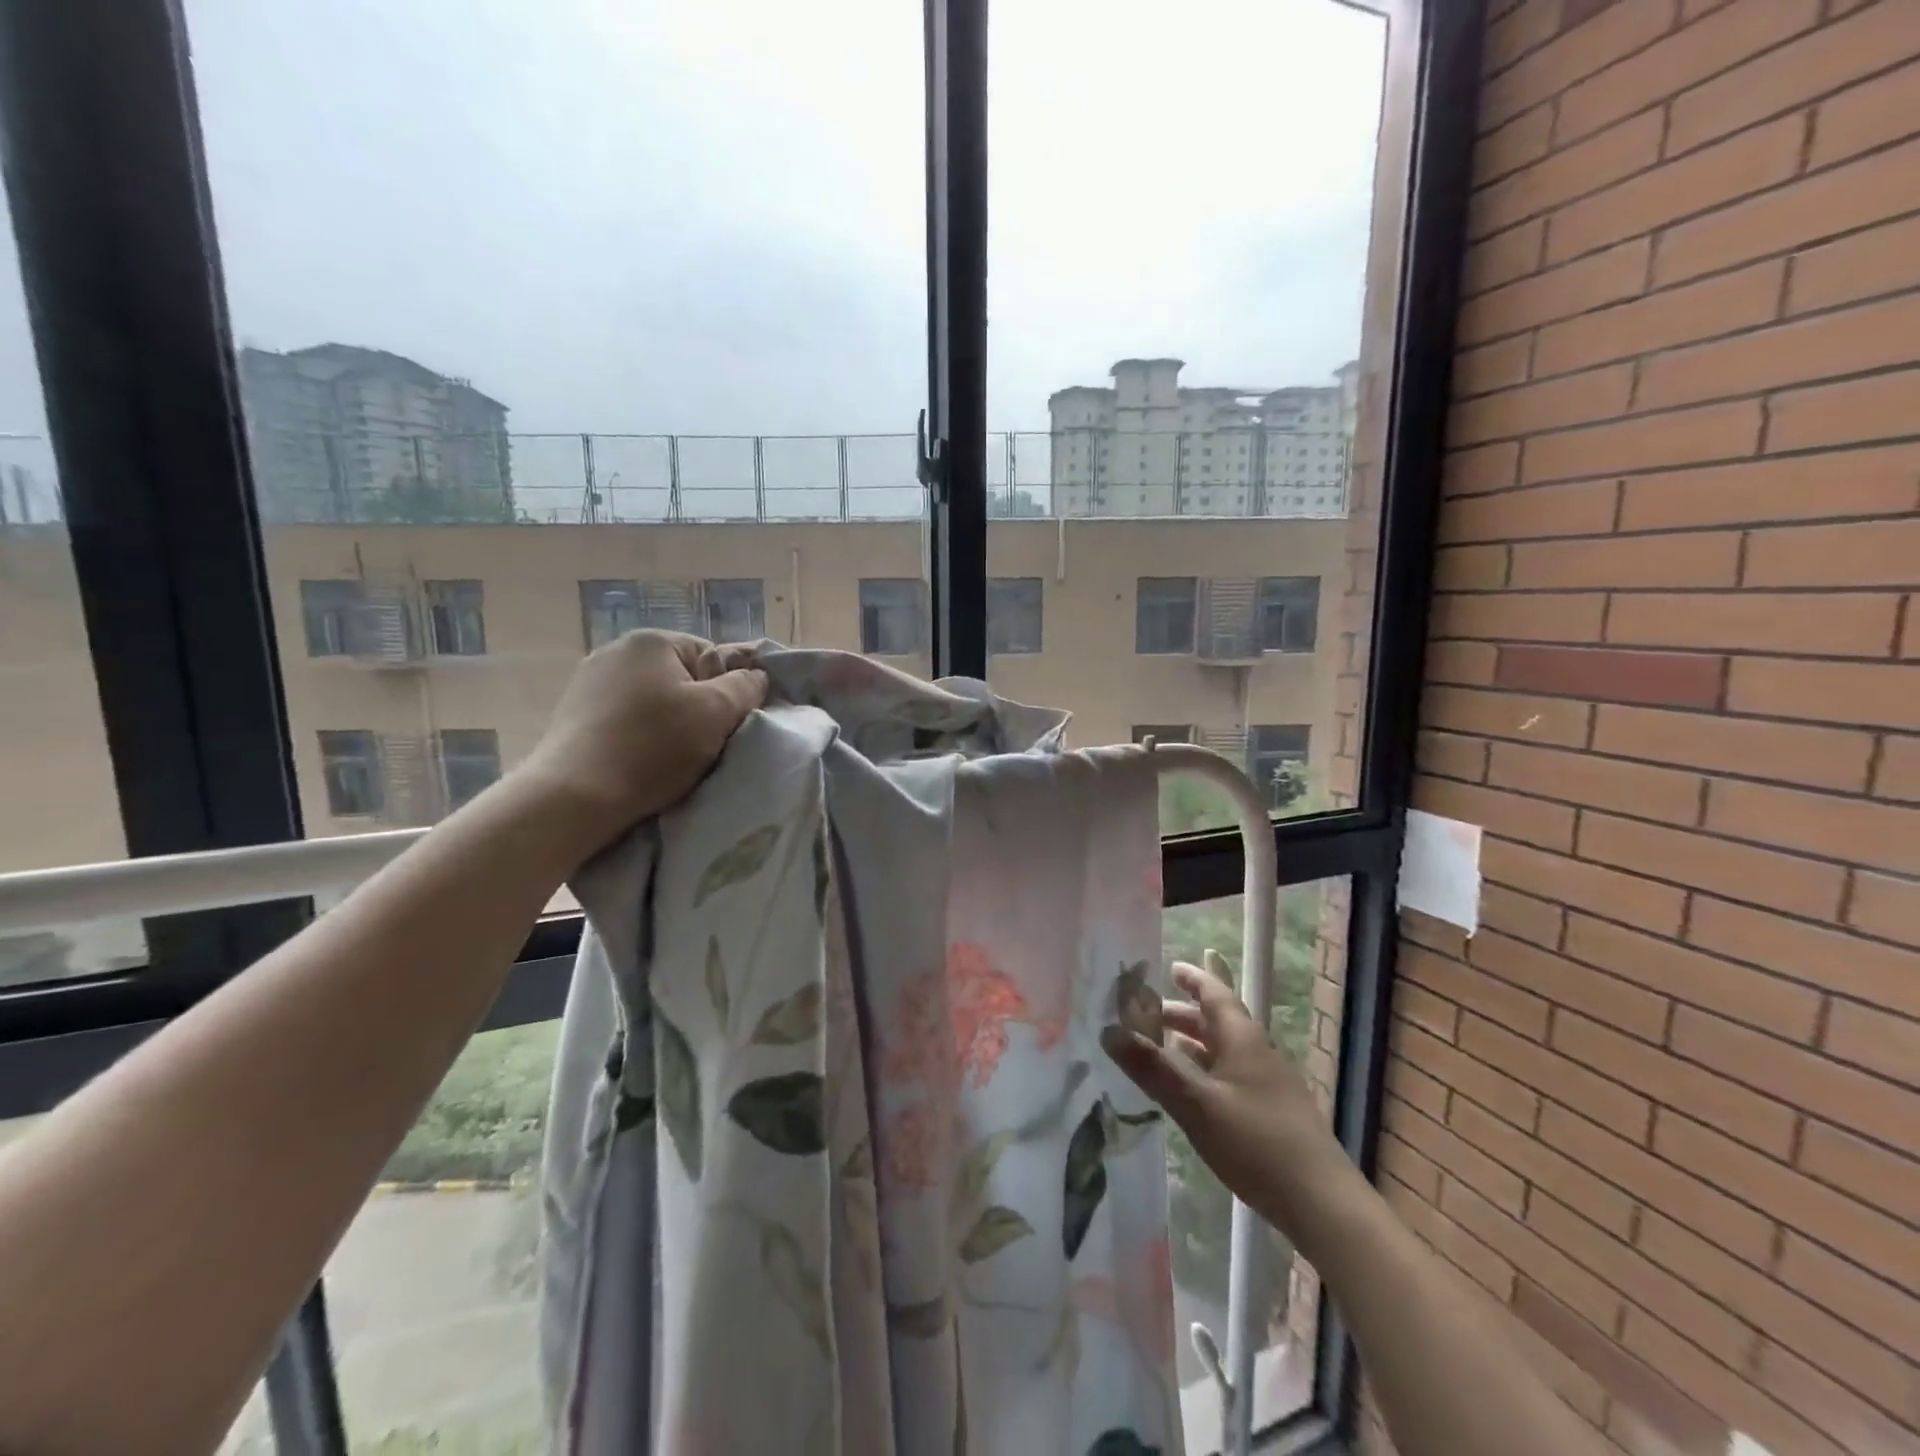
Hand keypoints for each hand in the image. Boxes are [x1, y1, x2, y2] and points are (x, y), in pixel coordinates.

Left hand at [519, 630, 766, 847]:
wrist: (574, 797)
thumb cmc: (653, 747)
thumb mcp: (716, 712)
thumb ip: (745, 687)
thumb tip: (756, 677)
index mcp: (651, 641)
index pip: (712, 657)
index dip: (727, 691)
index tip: (724, 725)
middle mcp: (616, 651)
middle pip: (682, 679)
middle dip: (697, 709)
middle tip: (703, 745)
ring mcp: (589, 683)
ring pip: (654, 702)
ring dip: (669, 726)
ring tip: (670, 760)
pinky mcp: (574, 716)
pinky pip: (626, 720)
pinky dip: (640, 738)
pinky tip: (640, 763)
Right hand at [1102, 952, 1351, 1246]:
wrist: (1322, 1204)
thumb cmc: (1257, 1143)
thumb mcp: (1196, 1103)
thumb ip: (1153, 1067)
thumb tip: (1108, 1030)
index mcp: (1242, 1039)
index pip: (1215, 994)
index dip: (1192, 978)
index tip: (1169, 966)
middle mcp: (1257, 1053)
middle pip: (1216, 1021)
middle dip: (1181, 1014)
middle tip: (1144, 1014)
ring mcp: (1267, 1084)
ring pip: (1223, 1050)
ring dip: (1191, 1043)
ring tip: (1158, 1046)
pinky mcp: (1270, 1114)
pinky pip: (1229, 1075)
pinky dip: (1203, 1070)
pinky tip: (1189, 1090)